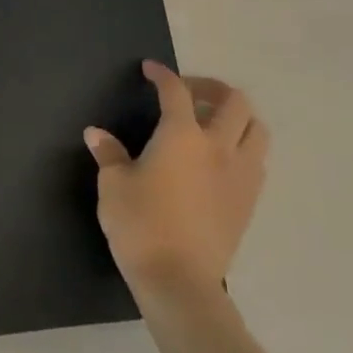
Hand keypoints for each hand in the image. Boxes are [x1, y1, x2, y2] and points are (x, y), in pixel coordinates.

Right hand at [85, 62, 269, 299]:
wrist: (180, 282)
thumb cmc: (141, 225)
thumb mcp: (113, 186)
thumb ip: (109, 154)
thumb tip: (96, 134)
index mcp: (182, 135)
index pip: (176, 91)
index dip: (163, 75)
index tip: (150, 70)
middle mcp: (218, 147)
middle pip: (234, 101)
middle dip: (212, 88)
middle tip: (188, 94)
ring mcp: (240, 176)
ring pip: (256, 130)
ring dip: (237, 118)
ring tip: (213, 125)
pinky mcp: (249, 203)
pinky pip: (257, 161)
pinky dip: (243, 149)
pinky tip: (220, 162)